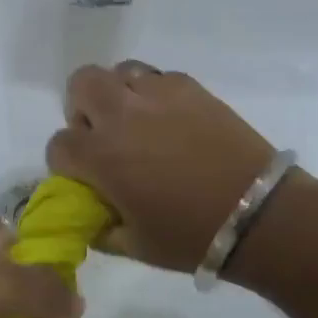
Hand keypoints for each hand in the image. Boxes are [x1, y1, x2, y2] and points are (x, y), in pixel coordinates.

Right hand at [47, 62, 273, 272]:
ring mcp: (158, 96)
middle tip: (102, 135)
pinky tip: (169, 120)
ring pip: (119, 71)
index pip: (59, 144)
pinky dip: (153, 94)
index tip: (84, 176)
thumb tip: (89, 215)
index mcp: (101, 156)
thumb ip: (99, 227)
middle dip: (82, 108)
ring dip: (118, 94)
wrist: (258, 215)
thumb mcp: (133, 245)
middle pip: (81, 84)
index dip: (66, 163)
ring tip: (137, 121)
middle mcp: (122, 115)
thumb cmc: (190, 236)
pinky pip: (157, 77)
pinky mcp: (190, 88)